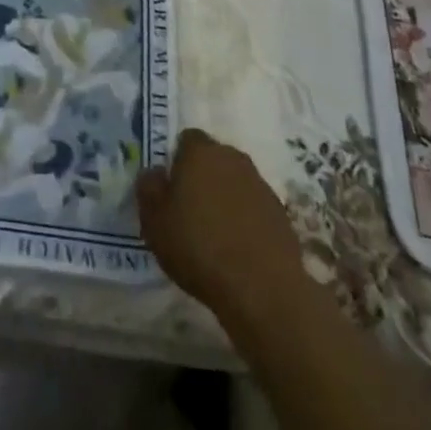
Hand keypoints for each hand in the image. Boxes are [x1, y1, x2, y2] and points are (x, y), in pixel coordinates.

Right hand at [136, 127, 309, 328]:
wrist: (263, 289)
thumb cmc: (199, 247)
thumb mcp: (155, 221)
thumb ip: (149, 189)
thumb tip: (154, 174)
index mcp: (201, 151)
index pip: (186, 140)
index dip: (177, 162)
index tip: (171, 191)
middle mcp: (232, 158)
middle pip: (213, 159)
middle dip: (203, 178)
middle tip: (191, 211)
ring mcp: (261, 185)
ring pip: (236, 183)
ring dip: (226, 199)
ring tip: (216, 236)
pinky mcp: (281, 215)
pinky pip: (255, 209)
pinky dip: (246, 222)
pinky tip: (239, 251)